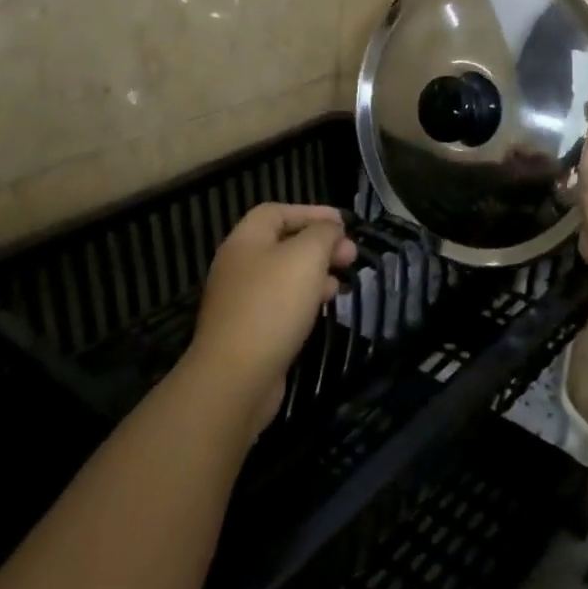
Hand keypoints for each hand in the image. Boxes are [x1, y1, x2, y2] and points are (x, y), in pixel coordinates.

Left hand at [186, 203, 356, 433]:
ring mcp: (242, 300)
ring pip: (285, 275)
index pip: (277, 212)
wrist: (236, 377)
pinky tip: (325, 306)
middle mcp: (239, 265)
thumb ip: (322, 234)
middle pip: (282, 243)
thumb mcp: (306, 257)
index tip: (343, 224)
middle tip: (351, 255)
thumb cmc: (272, 305)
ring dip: (316, 272)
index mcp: (245, 240)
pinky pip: (282, 303)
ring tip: (344, 279)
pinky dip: (306, 298)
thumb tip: (331, 229)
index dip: (311, 212)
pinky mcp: (250, 330)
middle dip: (320, 244)